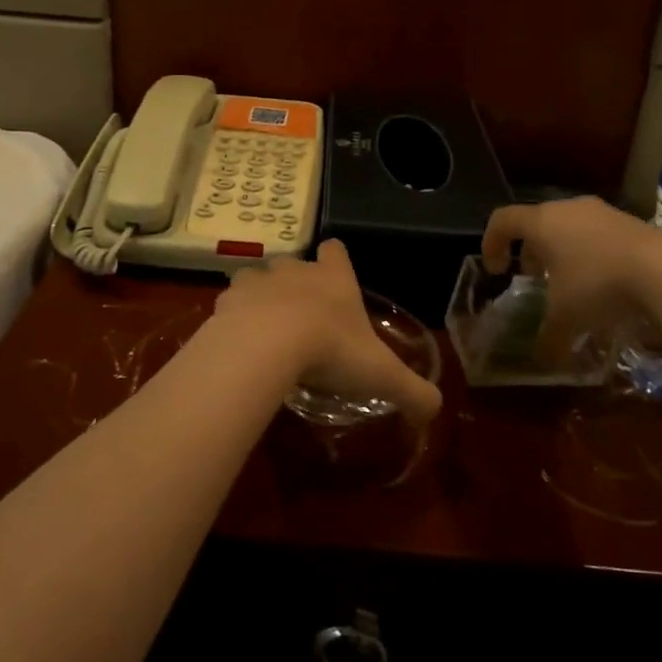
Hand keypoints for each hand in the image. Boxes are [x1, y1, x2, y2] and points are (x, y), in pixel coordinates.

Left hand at [214, 240, 442, 424]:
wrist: (266, 344)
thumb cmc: (331, 350)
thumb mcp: (382, 376)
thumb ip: (413, 392)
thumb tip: (434, 410)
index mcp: (334, 279)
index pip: (336, 251)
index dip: (336, 261)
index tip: (335, 277)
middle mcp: (295, 270)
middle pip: (294, 264)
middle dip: (296, 284)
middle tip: (301, 318)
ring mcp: (258, 280)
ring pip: (258, 278)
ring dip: (260, 297)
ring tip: (264, 329)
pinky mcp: (227, 299)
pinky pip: (230, 302)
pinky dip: (233, 317)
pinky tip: (238, 342)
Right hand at [482, 196, 661, 354]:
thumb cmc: (598, 284)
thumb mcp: (566, 318)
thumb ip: (548, 338)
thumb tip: (542, 361)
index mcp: (541, 223)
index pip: (502, 220)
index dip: (491, 243)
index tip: (496, 270)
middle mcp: (567, 209)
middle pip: (536, 222)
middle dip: (529, 251)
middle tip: (533, 279)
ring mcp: (601, 211)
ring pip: (568, 226)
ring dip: (561, 251)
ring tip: (569, 282)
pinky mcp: (630, 220)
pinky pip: (596, 233)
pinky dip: (589, 252)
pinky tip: (603, 281)